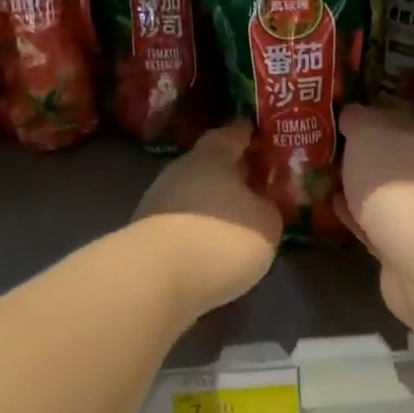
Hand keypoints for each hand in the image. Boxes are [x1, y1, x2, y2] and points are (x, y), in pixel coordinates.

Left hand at [132, 122, 281, 316]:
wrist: (156, 278)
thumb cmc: (221, 237)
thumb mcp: (265, 222)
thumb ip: (267, 206)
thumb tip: (261, 203)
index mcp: (211, 155)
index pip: (232, 134)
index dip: (248, 135)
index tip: (261, 136)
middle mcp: (181, 170)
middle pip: (210, 165)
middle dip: (231, 174)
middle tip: (256, 184)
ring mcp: (158, 201)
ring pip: (193, 195)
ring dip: (212, 205)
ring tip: (237, 221)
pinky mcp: (146, 234)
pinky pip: (181, 223)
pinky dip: (197, 230)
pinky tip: (212, 247)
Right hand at [338, 104, 413, 274]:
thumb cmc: (392, 181)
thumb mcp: (367, 133)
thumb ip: (357, 119)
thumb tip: (351, 114)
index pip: (388, 118)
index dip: (361, 118)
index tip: (331, 120)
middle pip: (384, 155)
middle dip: (357, 154)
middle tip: (319, 151)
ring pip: (377, 190)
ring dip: (353, 185)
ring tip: (321, 179)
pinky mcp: (400, 244)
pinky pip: (370, 221)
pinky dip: (353, 214)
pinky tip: (333, 208)